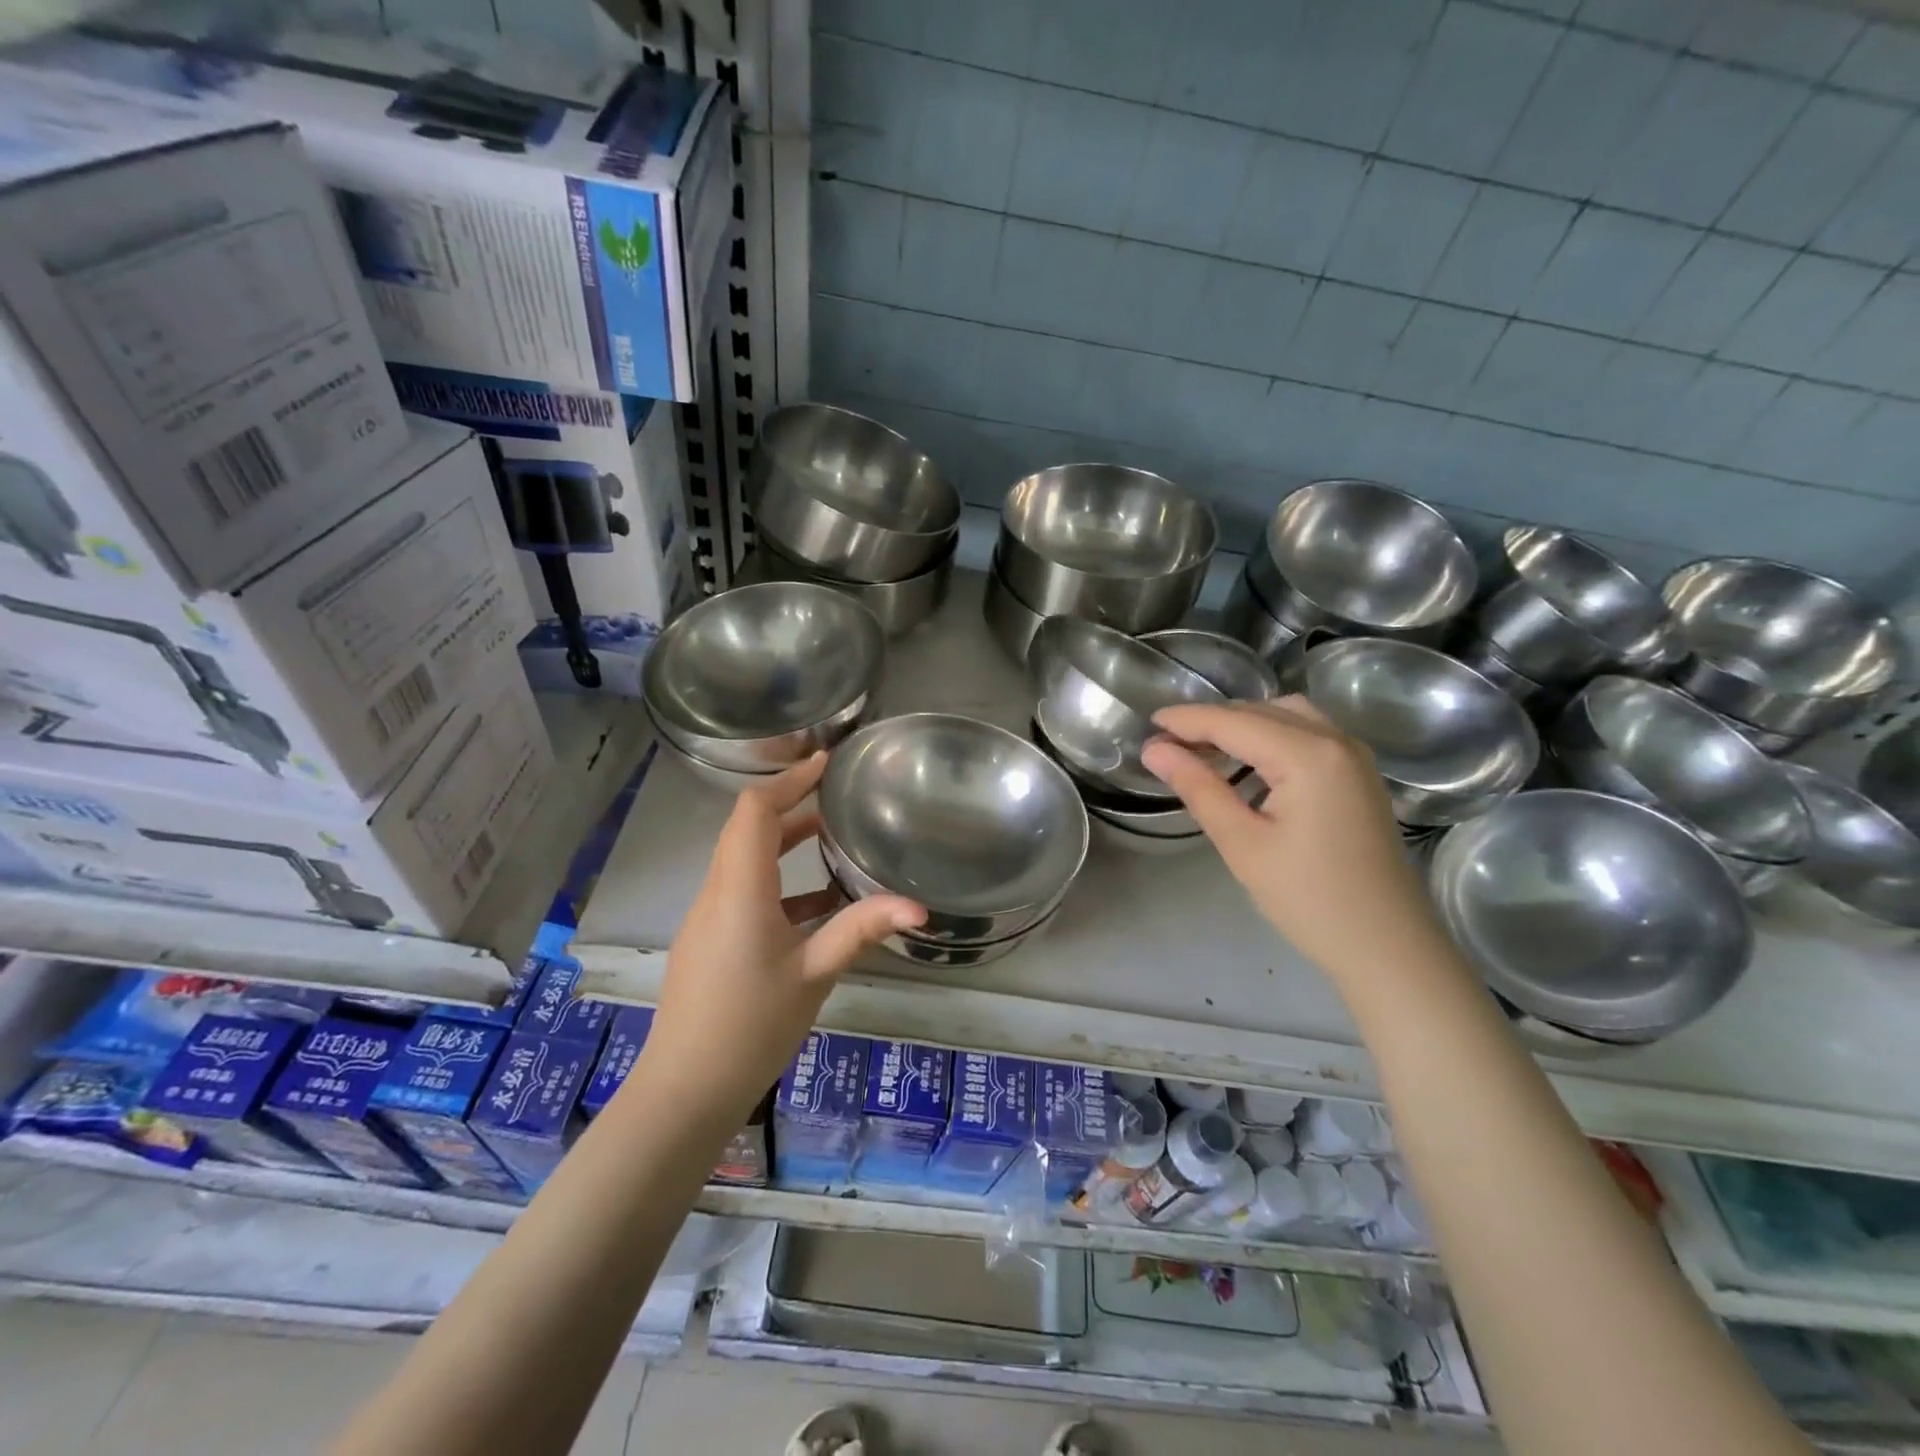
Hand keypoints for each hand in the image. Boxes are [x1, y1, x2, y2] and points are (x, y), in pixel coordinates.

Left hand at [649, 753, 924, 1115]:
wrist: (685, 1090)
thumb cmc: (750, 1026)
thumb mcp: (814, 974)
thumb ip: (862, 929)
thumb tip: (919, 906)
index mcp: (739, 889)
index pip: (754, 811)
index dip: (788, 780)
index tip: (825, 763)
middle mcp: (717, 892)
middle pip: (747, 829)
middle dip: (789, 803)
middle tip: (835, 792)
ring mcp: (708, 917)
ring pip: (744, 860)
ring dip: (784, 842)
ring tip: (833, 837)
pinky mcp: (709, 941)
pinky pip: (744, 891)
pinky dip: (778, 881)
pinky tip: (818, 905)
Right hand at [1142, 698, 1449, 982]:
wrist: (1387, 946)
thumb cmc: (1309, 900)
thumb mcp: (1242, 844)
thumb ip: (1198, 788)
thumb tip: (1155, 750)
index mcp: (1309, 755)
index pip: (1233, 722)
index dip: (1187, 719)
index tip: (1147, 723)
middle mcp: (1336, 740)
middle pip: (1261, 711)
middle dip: (1211, 721)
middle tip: (1167, 744)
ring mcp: (1354, 756)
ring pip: (1286, 716)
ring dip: (1242, 724)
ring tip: (1202, 750)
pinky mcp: (1359, 774)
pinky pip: (1307, 734)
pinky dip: (1270, 736)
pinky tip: (1246, 764)